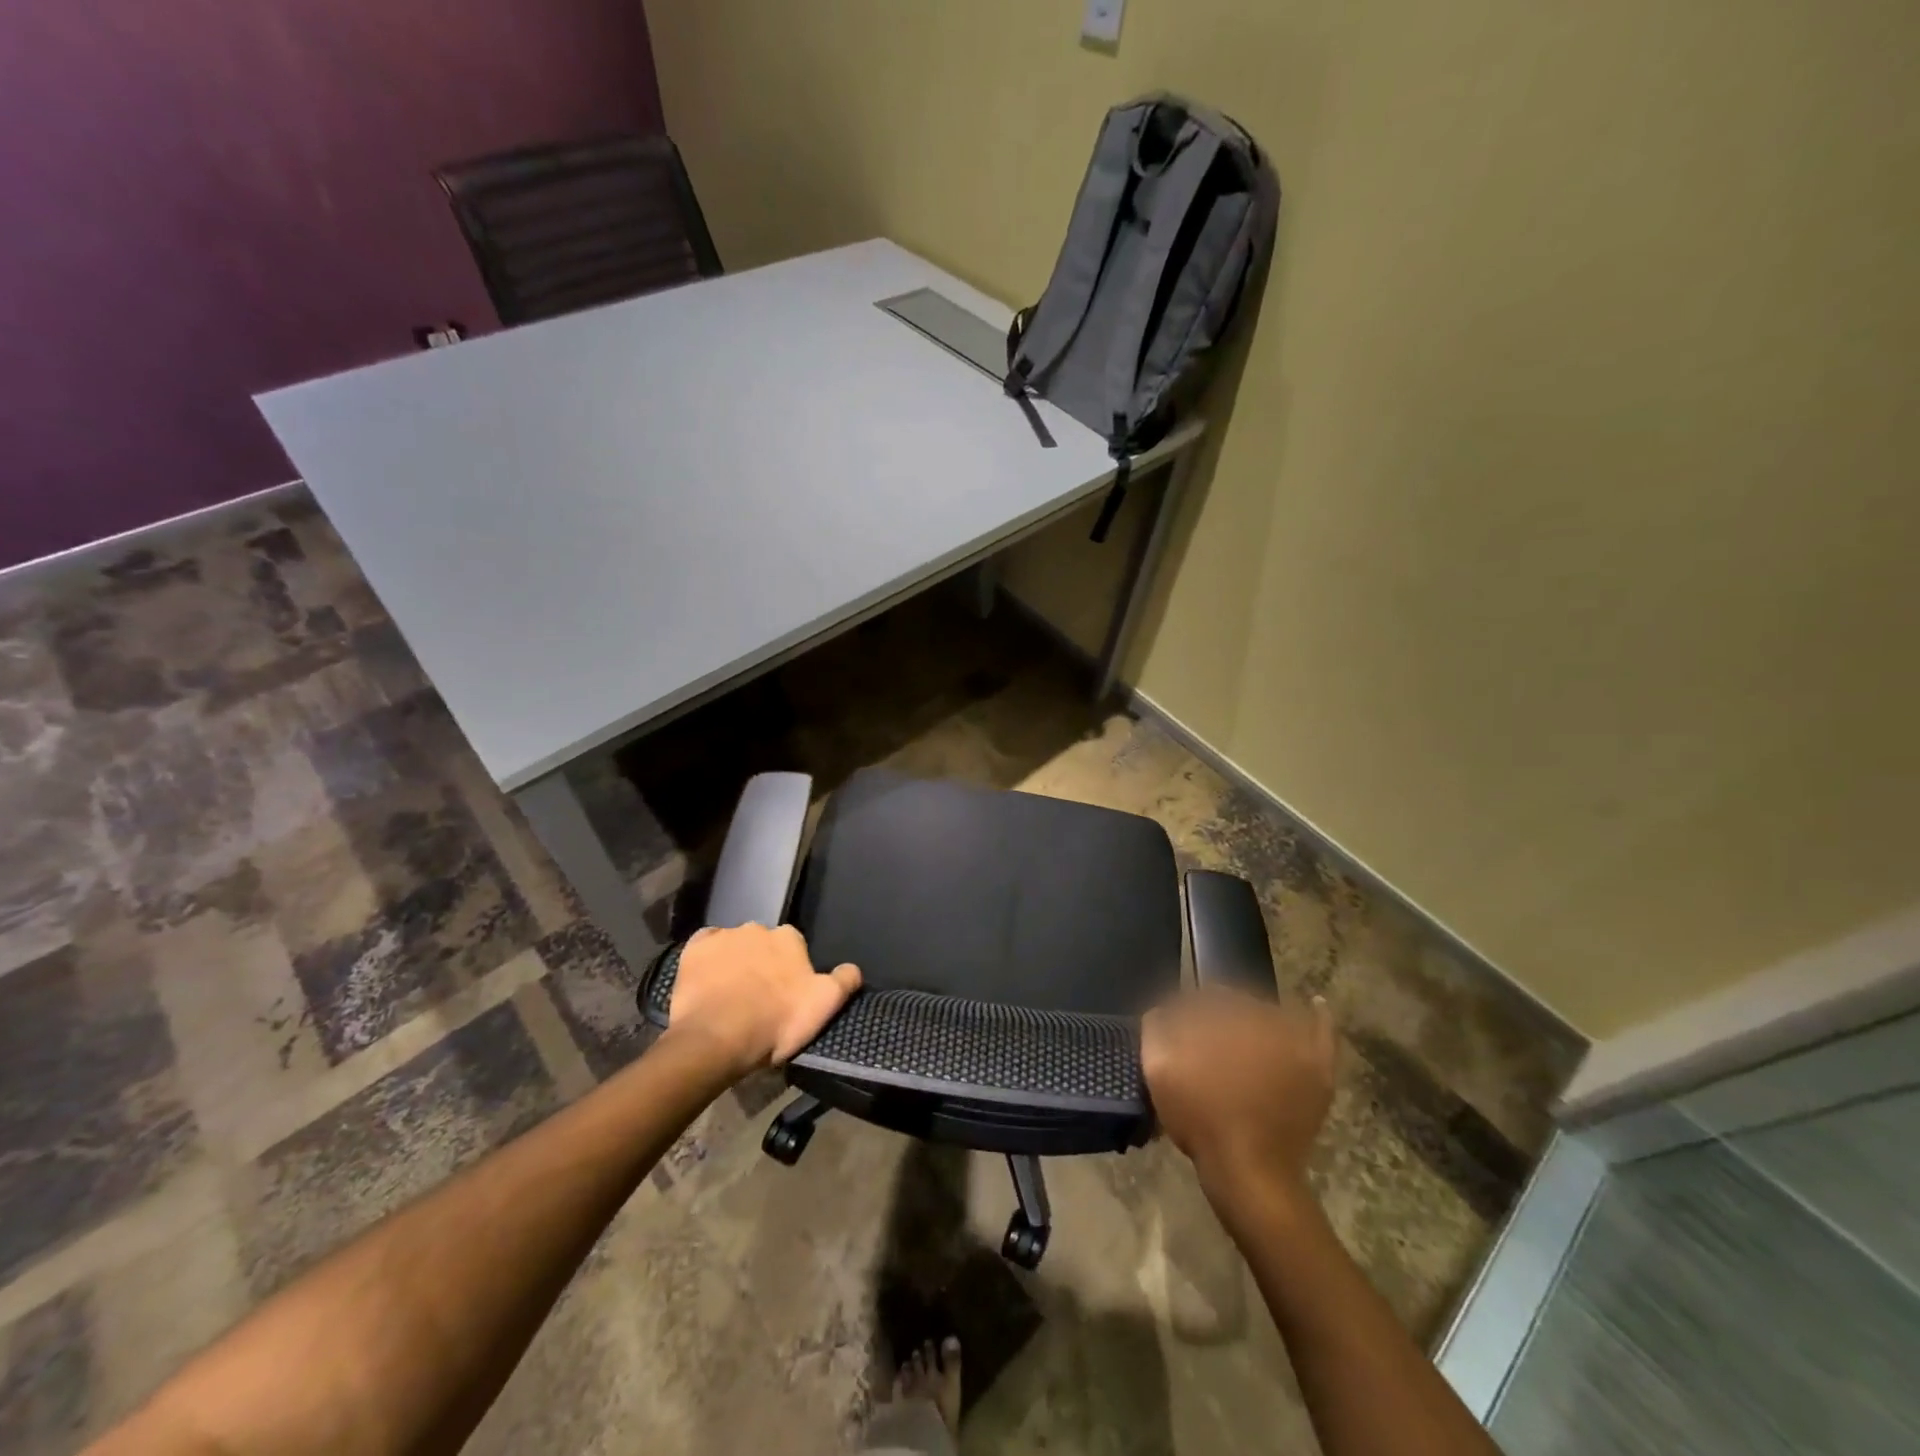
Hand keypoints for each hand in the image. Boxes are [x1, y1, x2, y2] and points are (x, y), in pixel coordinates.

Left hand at [666, 924, 860, 1078]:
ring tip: (731, 994)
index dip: (791, 970)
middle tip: (759, 996)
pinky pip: (704, 947)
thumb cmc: (775, 1022)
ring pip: (734, 945)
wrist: (716, 1039)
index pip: (795, 947)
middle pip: (764, 944)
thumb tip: (853, 968)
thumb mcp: (824, 1006)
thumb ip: (844, 981)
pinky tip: (707, 981)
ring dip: (735, 961)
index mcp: (789, 938)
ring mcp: (723, 936)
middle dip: (762, 962)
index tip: (787, 994)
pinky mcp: (693, 949)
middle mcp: (758, 928)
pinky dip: (708, 959)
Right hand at [1141, 989, 1336, 1208]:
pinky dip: (1318, 1017)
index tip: (1181, 1032)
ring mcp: (1295, 1042)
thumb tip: (1167, 1008)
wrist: (1248, 1170)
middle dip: (1222, 1015)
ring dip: (1257, 1018)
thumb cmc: (1199, 1117)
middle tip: (1208, 1043)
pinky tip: (1315, 1005)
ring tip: (1244, 1038)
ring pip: (1273, 1014)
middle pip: (1239, 1003)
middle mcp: (1261, 1017)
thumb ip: (1157, 1024)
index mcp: (1222, 1014)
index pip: (1204, 997)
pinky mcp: (1317, 1068)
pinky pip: (1321, 1032)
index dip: (1189, 1013)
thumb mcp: (1158, 1067)